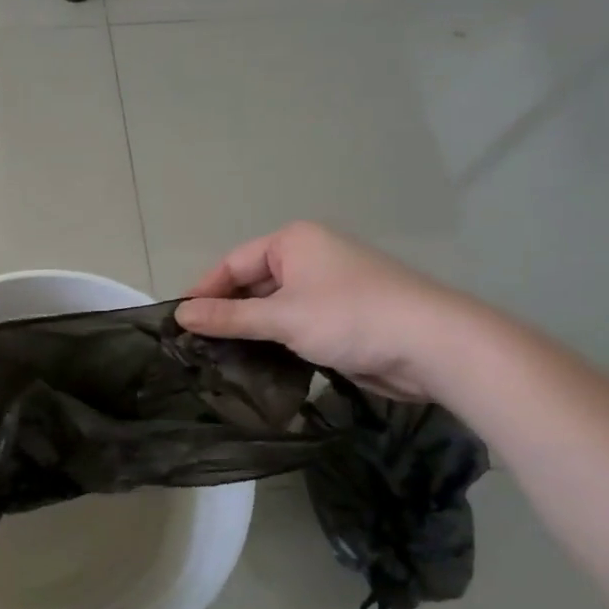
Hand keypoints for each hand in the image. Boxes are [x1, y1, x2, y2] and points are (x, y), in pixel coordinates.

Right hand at [175, 222, 473, 399]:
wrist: (431, 346)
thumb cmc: (350, 317)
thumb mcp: (282, 317)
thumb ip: (228, 317)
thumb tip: (179, 315)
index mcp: (293, 242)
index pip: (232, 263)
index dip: (204, 292)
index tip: (177, 323)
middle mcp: (308, 258)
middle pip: (251, 284)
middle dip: (226, 313)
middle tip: (193, 346)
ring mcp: (326, 289)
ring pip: (272, 308)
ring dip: (249, 331)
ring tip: (215, 360)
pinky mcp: (339, 319)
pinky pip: (293, 325)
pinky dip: (273, 342)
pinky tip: (253, 365)